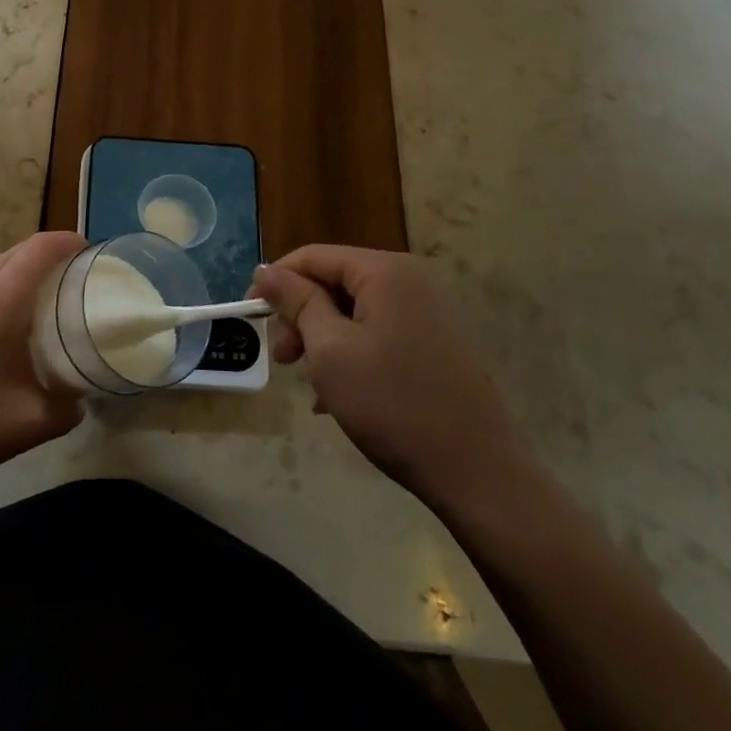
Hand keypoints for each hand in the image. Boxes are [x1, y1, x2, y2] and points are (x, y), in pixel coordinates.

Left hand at [0, 232, 87, 490]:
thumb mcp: (27, 425)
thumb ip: (64, 410)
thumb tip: (78, 401)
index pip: (39, 249)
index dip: (67, 242)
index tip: (89, 251)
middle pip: (14, 252)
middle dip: (46, 254)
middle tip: (72, 279)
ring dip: (17, 271)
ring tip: (39, 301)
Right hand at [250, 245, 533, 513]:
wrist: (479, 474)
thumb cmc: (393, 404)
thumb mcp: (331, 350)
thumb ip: (297, 302)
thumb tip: (266, 270)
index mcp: (385, 271)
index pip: (314, 256)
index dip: (276, 282)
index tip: (251, 316)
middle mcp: (410, 281)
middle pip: (335, 282)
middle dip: (301, 316)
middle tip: (284, 360)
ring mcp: (428, 313)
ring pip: (355, 312)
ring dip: (323, 340)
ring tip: (310, 385)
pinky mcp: (437, 344)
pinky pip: (379, 334)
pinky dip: (351, 355)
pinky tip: (336, 398)